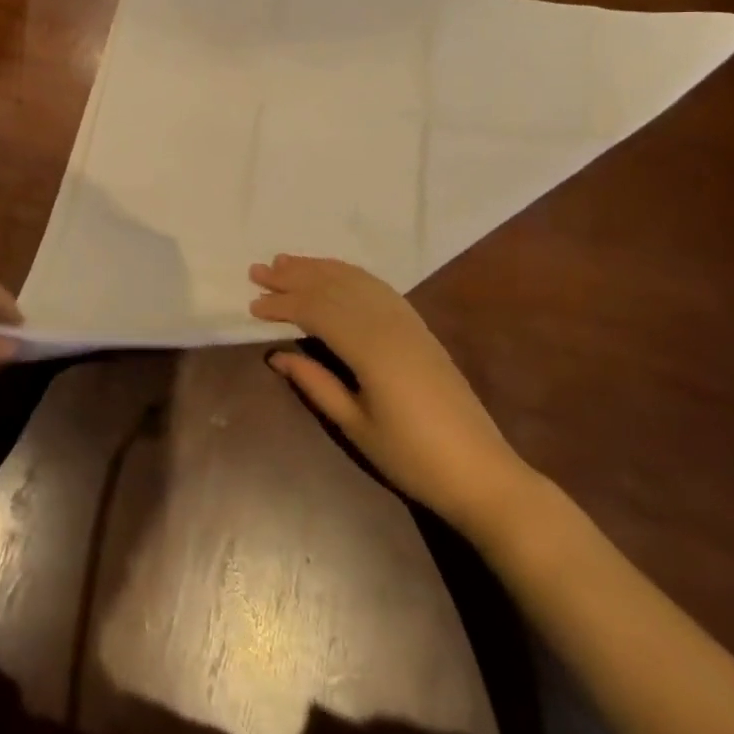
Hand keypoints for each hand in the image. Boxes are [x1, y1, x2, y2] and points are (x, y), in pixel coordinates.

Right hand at [250, 255, 537, 539]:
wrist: (482, 472)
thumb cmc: (413, 458)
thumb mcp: (356, 426)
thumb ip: (315, 384)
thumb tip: (277, 354)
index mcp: (370, 349)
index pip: (316, 311)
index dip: (283, 304)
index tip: (252, 304)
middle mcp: (388, 323)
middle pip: (333, 288)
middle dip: (294, 277)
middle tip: (258, 270)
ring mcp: (407, 321)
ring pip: (355, 281)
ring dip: (319, 268)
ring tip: (286, 261)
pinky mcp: (418, 327)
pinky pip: (377, 287)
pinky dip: (348, 274)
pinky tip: (333, 273)